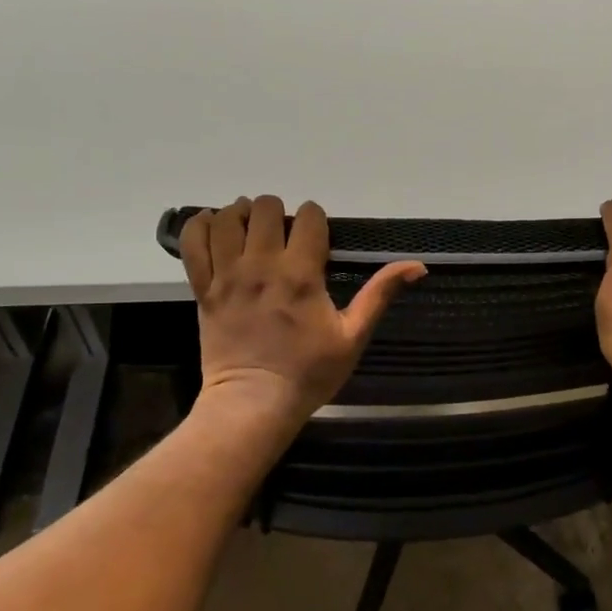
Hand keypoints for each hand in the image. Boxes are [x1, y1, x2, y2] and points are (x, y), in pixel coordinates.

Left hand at [179, 196, 426, 423]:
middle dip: (280, 213)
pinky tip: (216, 229)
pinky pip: (193, 242)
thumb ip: (381, 293)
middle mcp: (261, 265)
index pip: (308, 216)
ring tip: (252, 231)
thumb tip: (418, 265)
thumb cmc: (309, 372)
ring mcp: (227, 274)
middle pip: (265, 207)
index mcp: (301, 273)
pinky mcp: (203, 288)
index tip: (318, 239)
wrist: (254, 403)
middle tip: (285, 236)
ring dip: (242, 215)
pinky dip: (203, 226)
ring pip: (228, 217)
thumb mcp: (354, 335)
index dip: (316, 220)